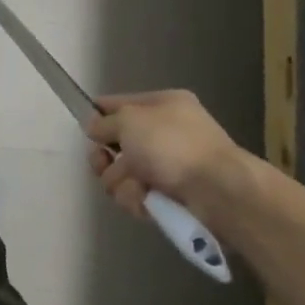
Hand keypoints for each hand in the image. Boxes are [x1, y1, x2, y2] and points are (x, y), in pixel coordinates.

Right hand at [84, 90, 243, 213]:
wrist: (218, 191)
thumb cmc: (173, 145)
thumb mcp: (129, 120)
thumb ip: (104, 122)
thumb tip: (95, 128)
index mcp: (163, 105)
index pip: (119, 103)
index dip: (99, 115)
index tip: (85, 129)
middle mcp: (166, 133)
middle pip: (116, 145)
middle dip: (106, 158)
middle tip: (104, 162)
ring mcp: (169, 166)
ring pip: (122, 174)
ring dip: (122, 182)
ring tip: (138, 186)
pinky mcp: (171, 196)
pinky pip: (137, 196)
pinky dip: (138, 199)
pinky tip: (148, 201)